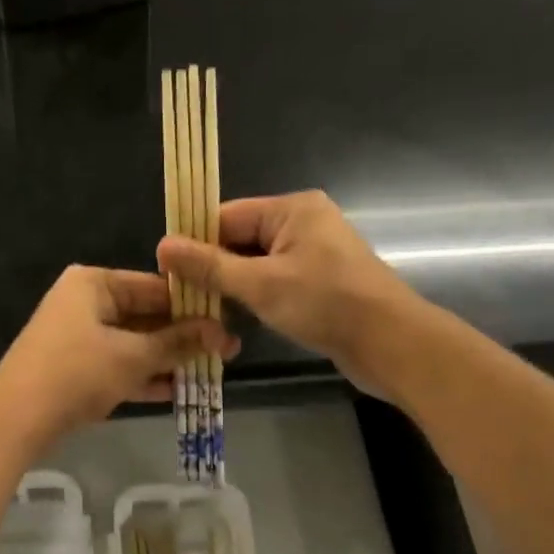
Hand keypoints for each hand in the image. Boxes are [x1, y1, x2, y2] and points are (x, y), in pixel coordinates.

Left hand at [0, 266, 237, 450]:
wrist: (16, 418)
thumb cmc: (77, 372)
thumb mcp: (133, 356)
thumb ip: (178, 343)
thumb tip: (223, 333)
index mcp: (94, 283)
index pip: (156, 286)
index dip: (193, 306)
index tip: (228, 322)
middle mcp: (85, 302)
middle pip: (145, 315)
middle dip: (183, 337)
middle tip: (226, 350)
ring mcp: (77, 336)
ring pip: (133, 344)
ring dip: (167, 359)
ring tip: (210, 372)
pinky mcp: (75, 368)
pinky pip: (118, 365)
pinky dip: (143, 376)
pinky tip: (177, 391)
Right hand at [156, 190, 423, 395]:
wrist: (391, 344)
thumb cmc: (326, 304)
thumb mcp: (260, 284)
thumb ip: (210, 266)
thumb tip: (162, 246)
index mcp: (292, 209)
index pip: (226, 216)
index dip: (194, 242)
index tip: (165, 273)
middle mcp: (302, 224)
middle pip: (239, 240)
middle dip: (211, 268)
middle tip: (178, 299)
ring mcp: (313, 255)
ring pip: (255, 265)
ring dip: (231, 287)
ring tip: (200, 312)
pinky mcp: (318, 284)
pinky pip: (273, 283)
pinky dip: (254, 299)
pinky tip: (233, 321)